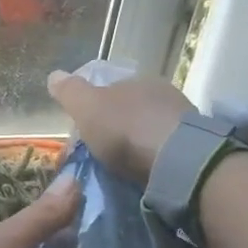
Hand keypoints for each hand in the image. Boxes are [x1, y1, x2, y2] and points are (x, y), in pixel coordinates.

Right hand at [46, 70, 195, 185]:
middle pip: (129, 111)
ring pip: (147, 130)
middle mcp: (162, 93)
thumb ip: (70, 92)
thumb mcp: (86, 107)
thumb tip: (54, 75)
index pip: (110, 90)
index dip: (92, 110)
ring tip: (119, 168)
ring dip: (133, 145)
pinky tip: (141, 172)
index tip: (82, 133)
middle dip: (113, 129)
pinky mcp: (193, 147)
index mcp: (137, 79)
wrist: (174, 160)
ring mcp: (181, 120)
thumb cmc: (125, 128)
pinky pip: (163, 150)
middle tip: (98, 154)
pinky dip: (150, 159)